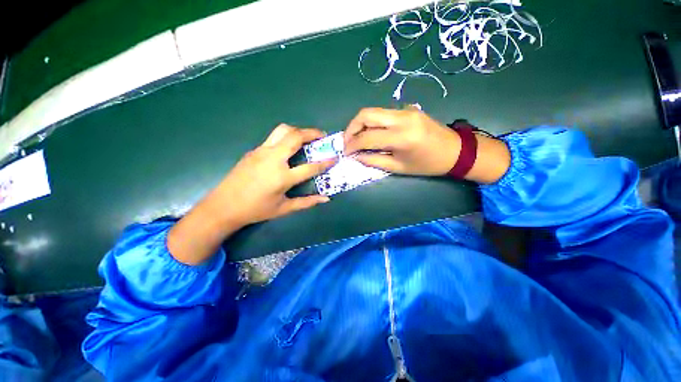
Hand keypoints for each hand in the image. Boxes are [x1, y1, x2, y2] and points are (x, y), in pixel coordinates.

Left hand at [168, 124, 334, 264]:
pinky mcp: (254, 151)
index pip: (310, 166)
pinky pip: (273, 138)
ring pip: (282, 130)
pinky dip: (286, 138)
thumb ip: (307, 202)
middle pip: (295, 136)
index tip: (335, 157)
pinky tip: (288, 149)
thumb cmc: (256, 210)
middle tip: (322, 135)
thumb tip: (326, 199)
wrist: (223, 206)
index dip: (325, 162)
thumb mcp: (284, 208)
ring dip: (297, 131)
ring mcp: (261, 152)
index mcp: (282, 177)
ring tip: (306, 138)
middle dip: (312, 133)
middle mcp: (273, 159)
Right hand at [343, 107, 461, 175]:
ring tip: (356, 138)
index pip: (367, 137)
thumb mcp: (398, 167)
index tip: (345, 152)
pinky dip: (372, 122)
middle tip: (347, 142)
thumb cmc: (427, 164)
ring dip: (360, 124)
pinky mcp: (407, 108)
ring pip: (373, 111)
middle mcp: (401, 118)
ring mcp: (405, 110)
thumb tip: (356, 156)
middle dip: (351, 128)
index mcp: (401, 137)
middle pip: (366, 114)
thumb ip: (374, 161)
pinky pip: (383, 113)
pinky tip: (371, 133)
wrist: (454, 150)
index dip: (352, 145)